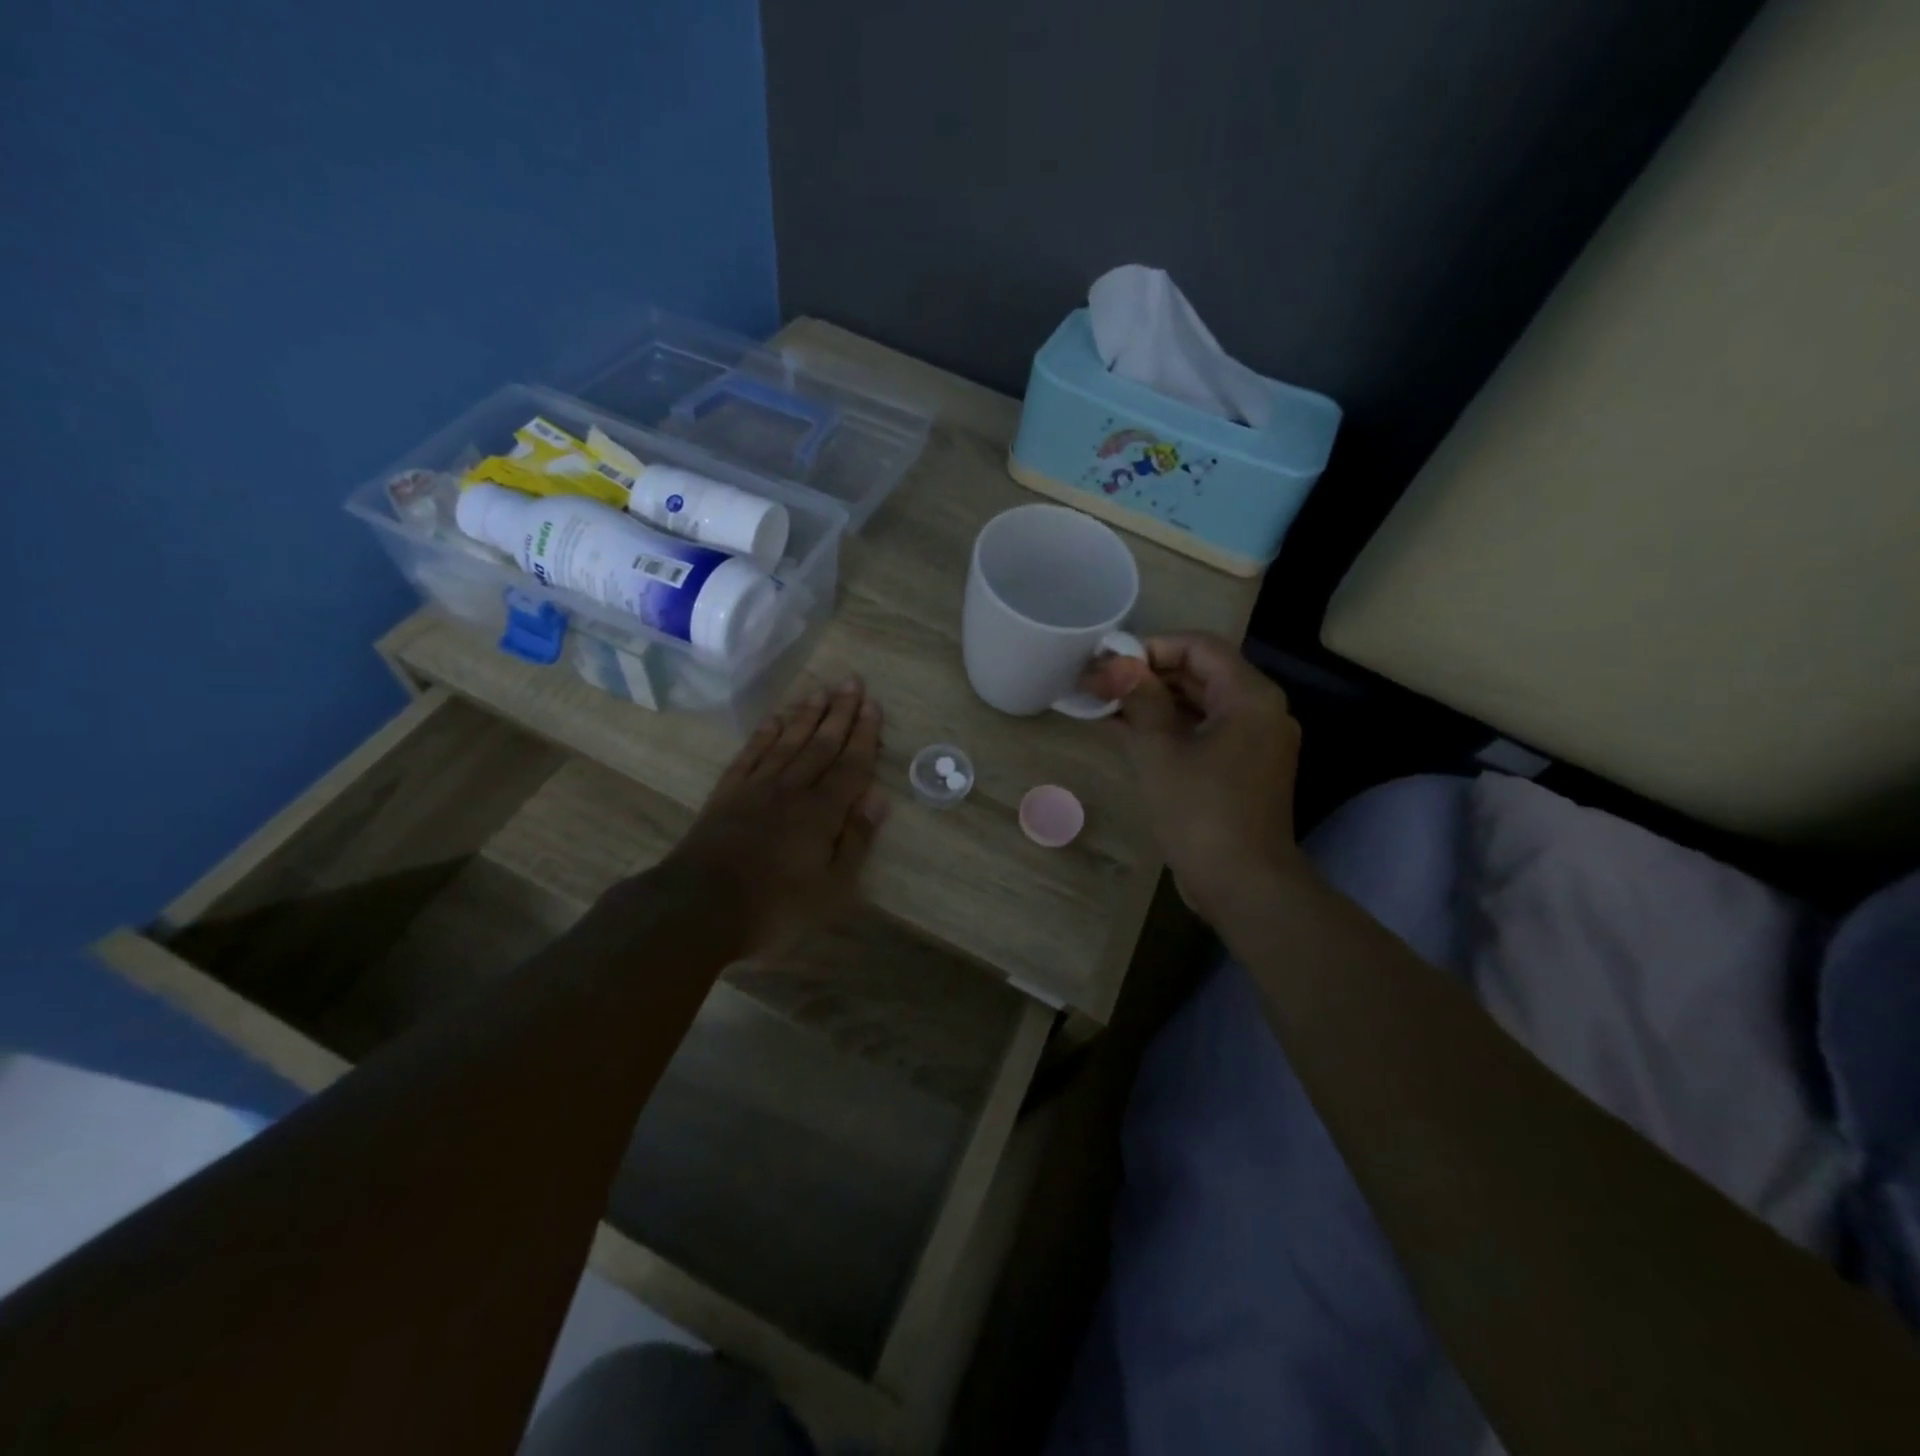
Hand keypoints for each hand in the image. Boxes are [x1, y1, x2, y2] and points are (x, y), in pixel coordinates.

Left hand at [664, 679, 889, 956]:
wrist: (698, 908)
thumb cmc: (774, 906)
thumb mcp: (831, 888)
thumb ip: (855, 840)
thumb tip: (878, 798)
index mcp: (821, 812)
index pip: (850, 765)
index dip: (864, 735)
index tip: (873, 705)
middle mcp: (791, 789)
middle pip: (820, 744)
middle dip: (839, 712)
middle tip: (851, 681)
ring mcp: (756, 788)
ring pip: (787, 742)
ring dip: (806, 715)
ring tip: (820, 690)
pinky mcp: (726, 795)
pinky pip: (750, 755)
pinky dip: (764, 735)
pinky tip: (774, 720)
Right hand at [1083, 632, 1304, 921]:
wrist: (1243, 884)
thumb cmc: (1200, 812)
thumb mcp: (1160, 751)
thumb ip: (1140, 700)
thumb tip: (1117, 666)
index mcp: (1249, 697)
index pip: (1199, 647)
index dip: (1152, 647)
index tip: (1110, 662)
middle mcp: (1261, 711)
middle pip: (1201, 673)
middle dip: (1149, 675)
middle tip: (1100, 683)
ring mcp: (1255, 742)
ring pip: (1201, 704)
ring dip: (1156, 701)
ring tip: (1106, 704)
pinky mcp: (1244, 768)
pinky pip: (1205, 732)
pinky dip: (1170, 728)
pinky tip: (1127, 730)